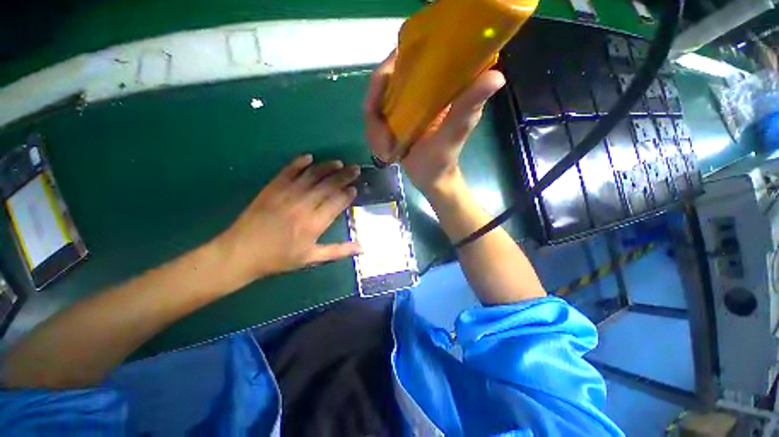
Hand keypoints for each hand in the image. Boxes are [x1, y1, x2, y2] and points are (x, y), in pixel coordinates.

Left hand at [215, 155, 360, 283]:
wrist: (241, 253)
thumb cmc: (279, 258)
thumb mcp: (311, 258)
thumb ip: (338, 251)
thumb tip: (362, 248)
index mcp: (314, 223)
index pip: (337, 203)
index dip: (347, 194)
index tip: (355, 189)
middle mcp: (303, 205)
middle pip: (328, 186)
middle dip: (344, 176)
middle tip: (355, 169)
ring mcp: (287, 194)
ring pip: (312, 176)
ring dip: (327, 167)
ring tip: (339, 162)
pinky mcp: (272, 188)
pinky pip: (288, 171)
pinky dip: (299, 163)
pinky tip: (309, 157)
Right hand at [364, 51, 505, 194]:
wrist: (430, 179)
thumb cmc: (442, 161)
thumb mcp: (453, 134)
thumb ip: (466, 108)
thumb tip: (497, 76)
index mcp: (441, 84)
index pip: (410, 54)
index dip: (390, 66)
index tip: (381, 89)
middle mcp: (421, 88)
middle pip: (384, 81)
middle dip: (376, 109)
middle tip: (383, 136)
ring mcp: (406, 104)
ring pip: (375, 103)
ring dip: (375, 131)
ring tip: (387, 150)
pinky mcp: (397, 118)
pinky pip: (374, 120)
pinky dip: (375, 137)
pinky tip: (385, 151)